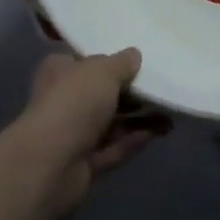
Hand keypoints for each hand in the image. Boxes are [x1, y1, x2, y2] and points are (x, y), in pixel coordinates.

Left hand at [13, 50, 170, 217]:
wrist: (49, 164)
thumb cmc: (73, 102)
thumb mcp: (102, 71)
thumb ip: (121, 63)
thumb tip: (134, 55)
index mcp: (60, 72)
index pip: (85, 61)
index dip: (109, 60)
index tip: (138, 60)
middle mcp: (64, 101)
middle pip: (102, 94)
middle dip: (131, 92)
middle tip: (161, 87)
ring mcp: (73, 135)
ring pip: (111, 123)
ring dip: (138, 118)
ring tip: (170, 112)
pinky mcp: (84, 164)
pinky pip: (114, 148)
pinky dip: (134, 140)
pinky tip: (160, 132)